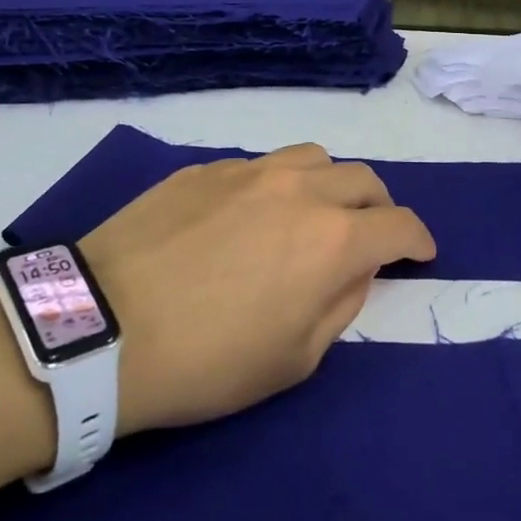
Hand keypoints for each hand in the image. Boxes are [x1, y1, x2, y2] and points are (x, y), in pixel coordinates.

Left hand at [78, 145, 435, 435]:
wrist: (100, 329)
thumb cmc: (206, 362)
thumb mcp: (293, 360)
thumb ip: (340, 305)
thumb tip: (355, 270)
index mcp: (333, 239)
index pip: (400, 225)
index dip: (419, 241)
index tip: (421, 254)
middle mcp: (299, 190)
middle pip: (363, 180)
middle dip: (379, 208)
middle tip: (370, 236)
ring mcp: (248, 171)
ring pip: (313, 158)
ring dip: (330, 184)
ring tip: (314, 214)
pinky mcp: (204, 169)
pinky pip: (259, 165)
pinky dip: (277, 185)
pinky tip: (251, 215)